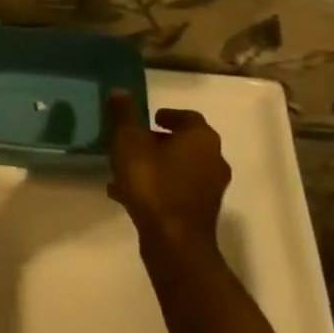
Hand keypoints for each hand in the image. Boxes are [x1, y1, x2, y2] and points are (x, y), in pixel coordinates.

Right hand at [105, 93, 230, 257]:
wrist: (173, 241)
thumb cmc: (152, 182)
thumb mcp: (129, 142)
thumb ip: (124, 115)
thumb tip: (119, 91)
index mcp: (201, 138)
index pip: (189, 117)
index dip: (168, 115)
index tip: (150, 117)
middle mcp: (213, 160)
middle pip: (185, 144)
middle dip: (159, 141)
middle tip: (134, 141)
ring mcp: (210, 189)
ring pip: (179, 168)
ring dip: (156, 165)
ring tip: (126, 168)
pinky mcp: (200, 212)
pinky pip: (176, 191)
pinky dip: (157, 187)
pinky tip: (127, 194)